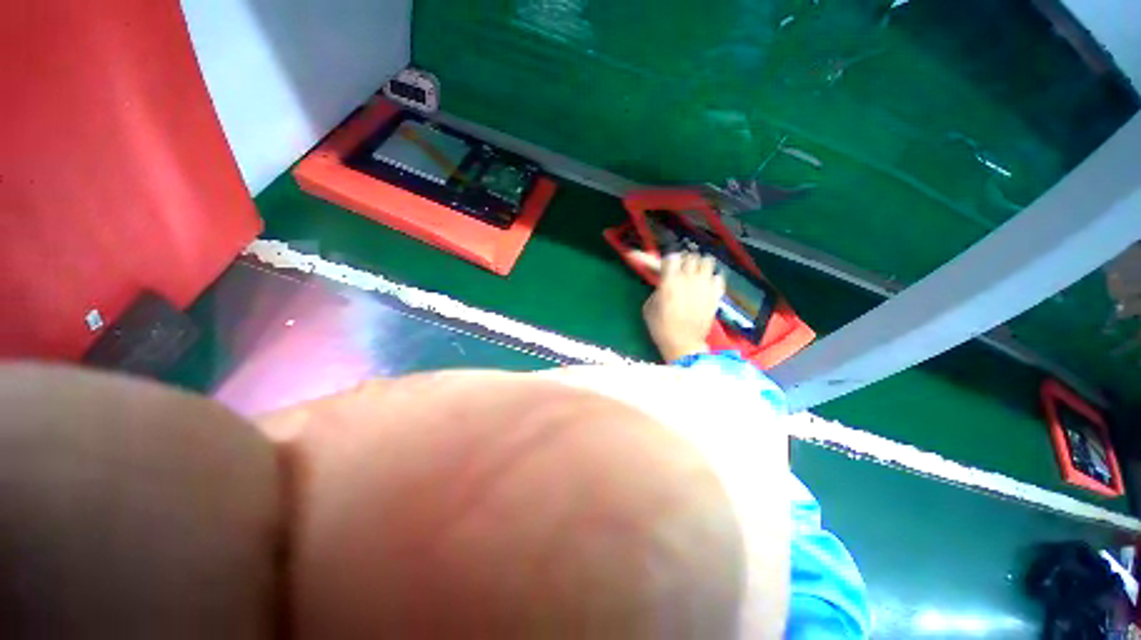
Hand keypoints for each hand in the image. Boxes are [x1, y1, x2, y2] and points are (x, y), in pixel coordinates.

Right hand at [642, 251, 725, 361]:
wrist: (683, 344)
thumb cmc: (661, 327)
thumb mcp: (648, 307)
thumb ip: (656, 290)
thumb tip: (663, 284)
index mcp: (669, 281)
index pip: (672, 256)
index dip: (669, 260)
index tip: (668, 266)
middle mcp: (688, 279)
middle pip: (690, 256)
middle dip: (685, 261)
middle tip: (682, 270)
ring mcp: (705, 285)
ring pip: (707, 261)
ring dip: (700, 265)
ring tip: (697, 273)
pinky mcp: (716, 294)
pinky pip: (718, 276)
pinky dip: (712, 278)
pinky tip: (707, 285)